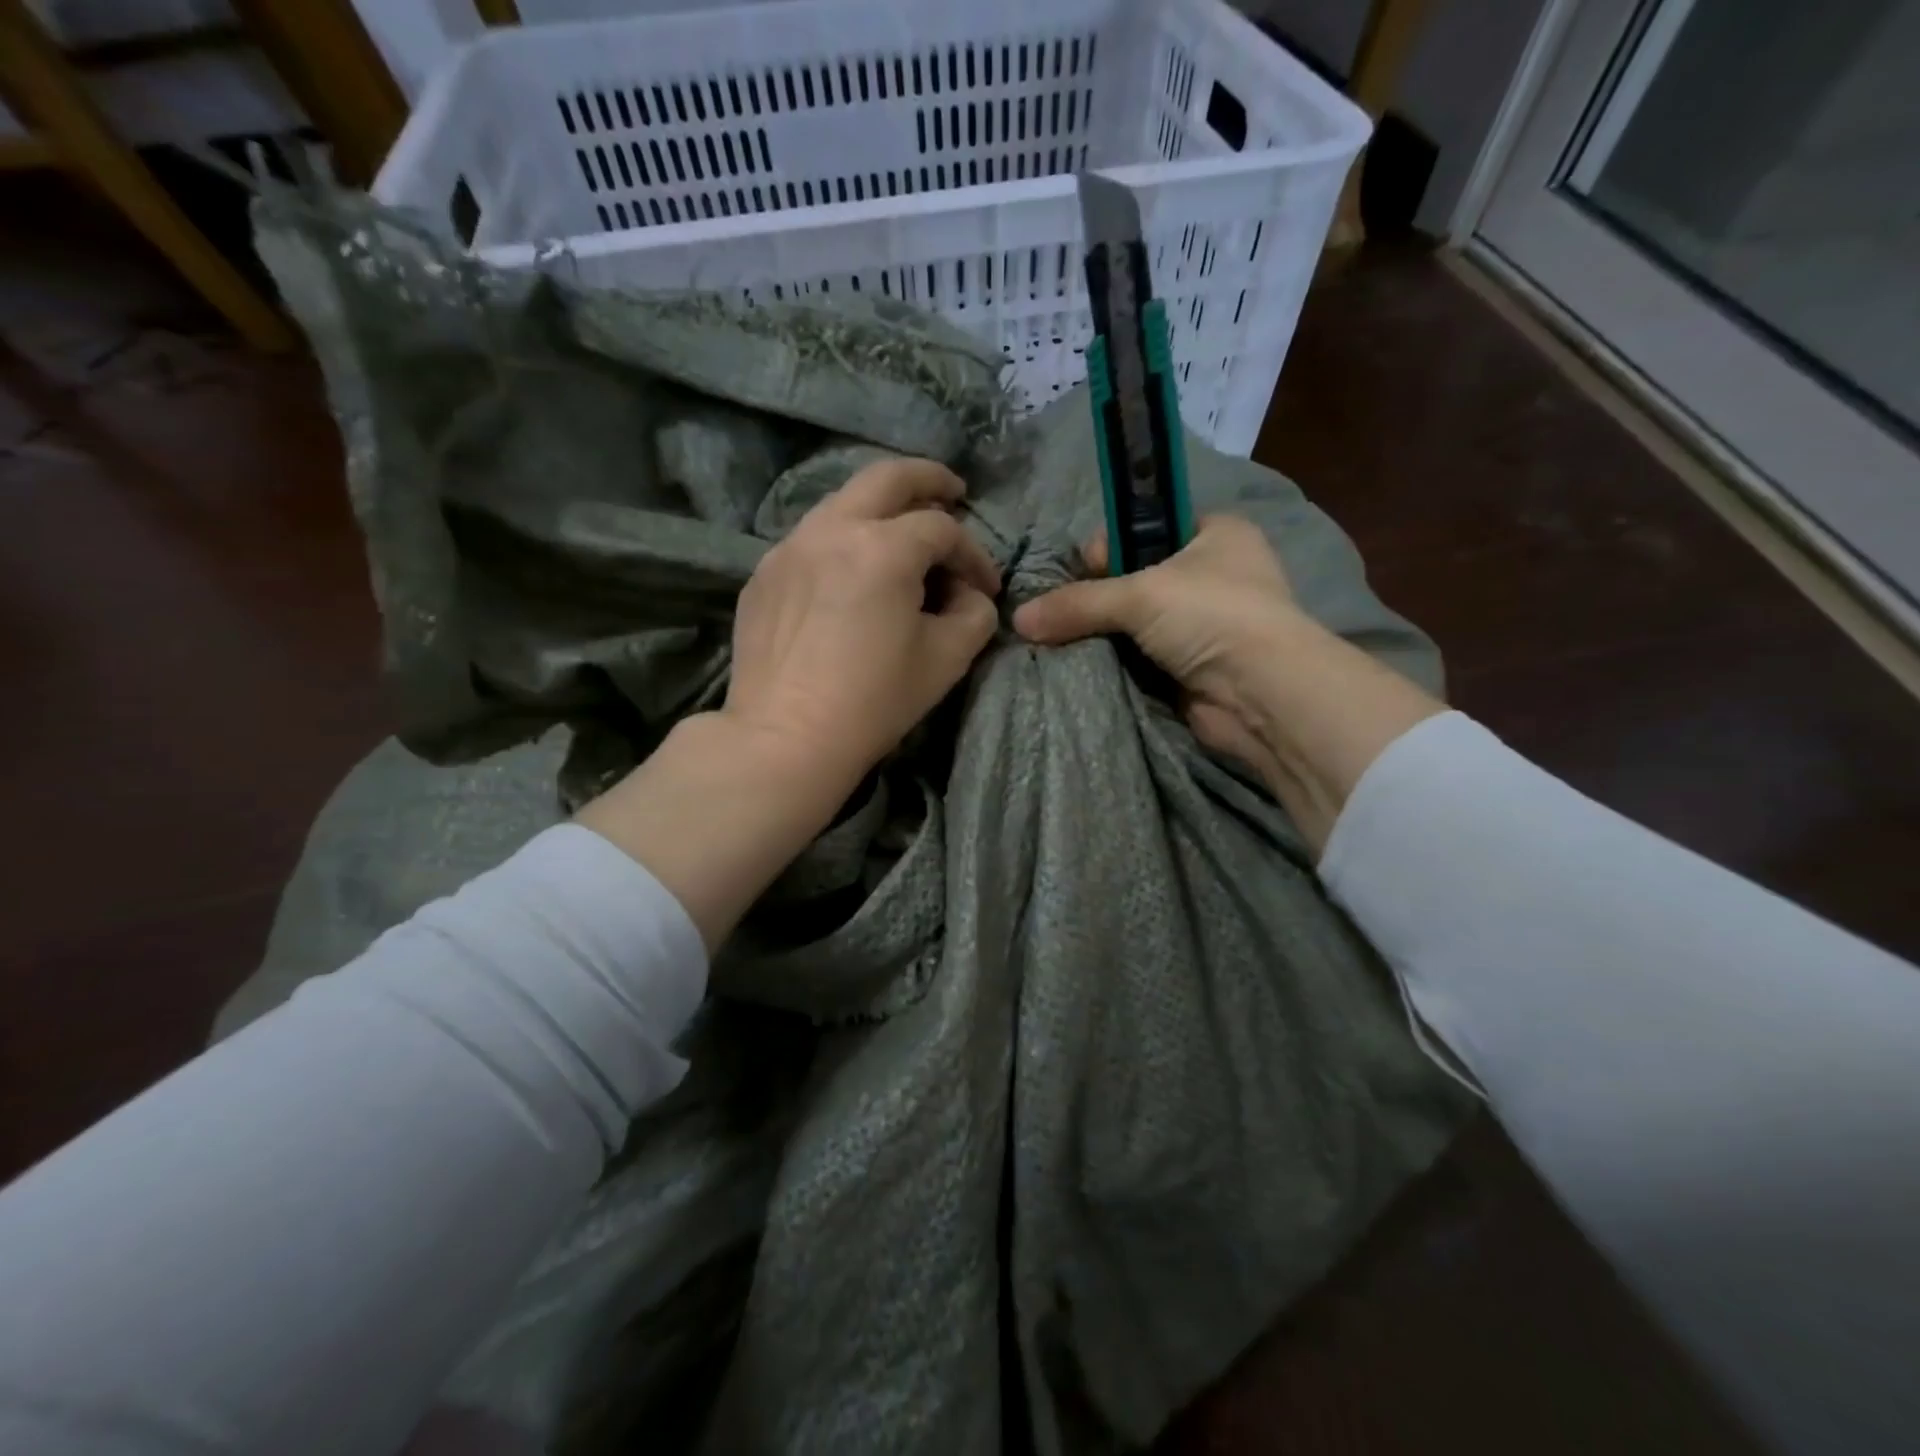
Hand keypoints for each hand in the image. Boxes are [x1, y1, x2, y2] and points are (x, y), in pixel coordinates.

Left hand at [723, 456, 1000, 792]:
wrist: (785, 739)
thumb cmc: (874, 701)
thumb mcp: (947, 659)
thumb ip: (974, 614)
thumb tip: (968, 595)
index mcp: (883, 548)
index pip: (943, 530)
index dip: (974, 555)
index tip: (986, 588)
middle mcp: (832, 530)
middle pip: (886, 478)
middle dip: (928, 479)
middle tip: (952, 490)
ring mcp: (789, 548)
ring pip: (842, 503)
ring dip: (880, 509)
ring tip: (900, 533)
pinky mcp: (763, 575)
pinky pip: (811, 540)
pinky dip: (841, 542)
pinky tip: (849, 576)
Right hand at [1014, 516, 1440, 852]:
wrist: (1262, 695)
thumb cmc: (1212, 615)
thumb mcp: (1140, 594)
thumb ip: (1077, 602)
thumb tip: (1019, 620)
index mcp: (1217, 534)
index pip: (1148, 526)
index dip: (1112, 544)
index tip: (1086, 567)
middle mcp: (1214, 574)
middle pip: (1137, 576)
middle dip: (1101, 595)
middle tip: (1067, 611)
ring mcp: (1205, 624)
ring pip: (1137, 621)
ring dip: (1106, 633)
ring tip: (1066, 640)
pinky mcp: (1192, 667)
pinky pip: (1142, 657)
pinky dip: (1117, 662)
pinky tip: (1088, 666)